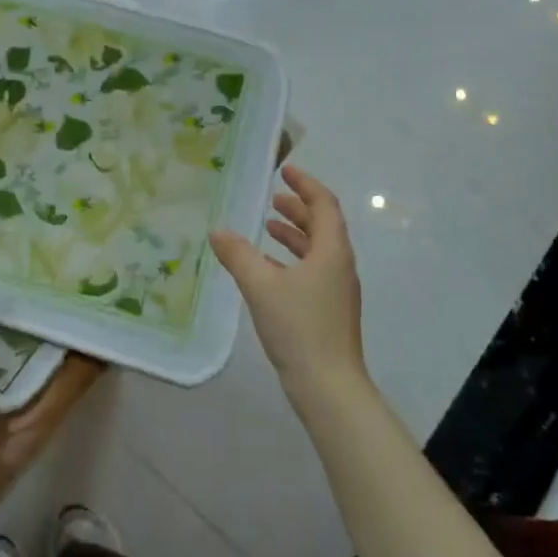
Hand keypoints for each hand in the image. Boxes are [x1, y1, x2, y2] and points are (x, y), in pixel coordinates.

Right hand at [211, 165, 369, 408]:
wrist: (328, 385)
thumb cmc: (299, 327)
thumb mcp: (261, 286)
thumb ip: (238, 255)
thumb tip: (218, 231)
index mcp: (331, 251)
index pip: (324, 205)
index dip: (306, 185)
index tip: (285, 171)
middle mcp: (339, 265)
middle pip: (323, 226)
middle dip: (298, 208)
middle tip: (272, 198)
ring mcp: (337, 290)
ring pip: (317, 250)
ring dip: (294, 234)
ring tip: (266, 227)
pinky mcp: (328, 310)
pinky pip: (311, 271)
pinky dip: (291, 260)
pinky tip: (267, 270)